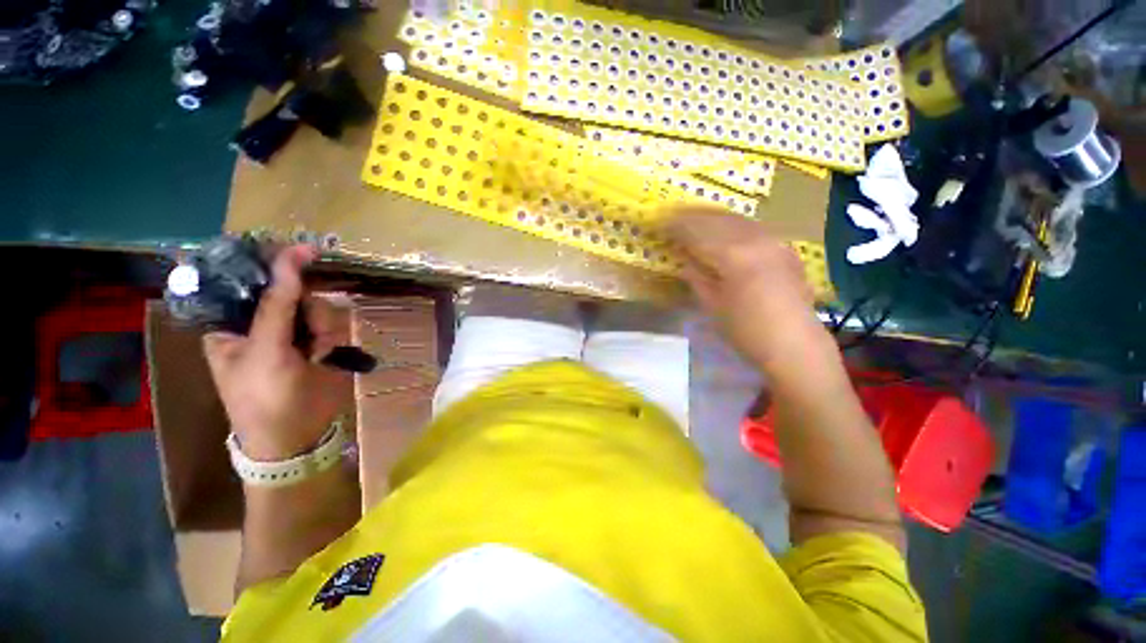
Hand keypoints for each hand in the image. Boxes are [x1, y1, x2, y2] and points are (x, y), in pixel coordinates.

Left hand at [203, 245, 352, 460]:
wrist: (298, 438)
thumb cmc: (264, 399)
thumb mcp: (265, 351)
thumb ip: (277, 305)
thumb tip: (291, 259)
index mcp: (231, 322)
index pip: (248, 280)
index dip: (273, 264)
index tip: (304, 252)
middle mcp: (261, 322)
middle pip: (289, 289)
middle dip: (304, 302)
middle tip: (308, 324)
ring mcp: (293, 333)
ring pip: (315, 305)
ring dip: (321, 322)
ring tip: (318, 348)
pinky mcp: (318, 343)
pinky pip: (331, 322)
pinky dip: (333, 335)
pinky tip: (327, 353)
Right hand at [665, 207, 824, 372]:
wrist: (795, 344)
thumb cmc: (746, 330)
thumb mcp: (712, 304)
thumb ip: (696, 276)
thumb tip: (683, 259)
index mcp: (733, 255)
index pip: (698, 232)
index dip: (676, 225)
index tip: (659, 221)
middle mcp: (755, 239)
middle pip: (717, 219)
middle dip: (692, 215)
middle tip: (672, 215)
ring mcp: (774, 240)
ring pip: (737, 219)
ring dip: (712, 216)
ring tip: (693, 217)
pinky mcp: (784, 247)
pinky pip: (752, 226)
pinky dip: (732, 224)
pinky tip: (724, 228)